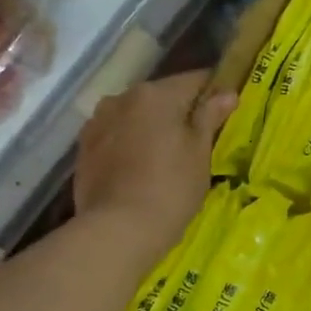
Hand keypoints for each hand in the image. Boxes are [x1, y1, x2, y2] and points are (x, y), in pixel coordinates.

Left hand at [73, 71, 235, 265]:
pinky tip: (141, 168)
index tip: (226, 110)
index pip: (194, 80)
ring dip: (152, 127)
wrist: (118, 229)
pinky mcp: (84, 148)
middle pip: (161, 97)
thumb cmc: (171, 187)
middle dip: (180, 112)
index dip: (214, 92)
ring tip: (167, 155)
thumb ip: (210, 117)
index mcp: (155, 94)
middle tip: (199, 139)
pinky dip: (131, 144)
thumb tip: (227, 93)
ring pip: (136, 116)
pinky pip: (117, 136)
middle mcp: (121, 98)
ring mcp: (98, 123)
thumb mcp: (199, 152)